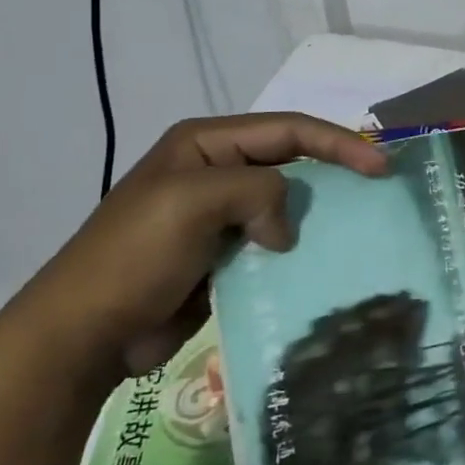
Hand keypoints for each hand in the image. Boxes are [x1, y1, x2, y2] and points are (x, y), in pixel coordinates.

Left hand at [4, 114, 386, 394]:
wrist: (85, 334)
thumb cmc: (135, 255)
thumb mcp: (194, 200)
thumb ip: (258, 191)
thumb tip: (283, 232)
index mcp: (206, 144)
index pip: (288, 130)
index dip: (338, 142)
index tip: (380, 166)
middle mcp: (217, 171)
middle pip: (293, 161)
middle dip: (336, 170)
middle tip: (380, 189)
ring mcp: (220, 215)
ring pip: (288, 203)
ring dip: (320, 212)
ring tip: (362, 225)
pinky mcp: (225, 255)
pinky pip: (275, 241)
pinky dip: (301, 247)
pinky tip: (325, 261)